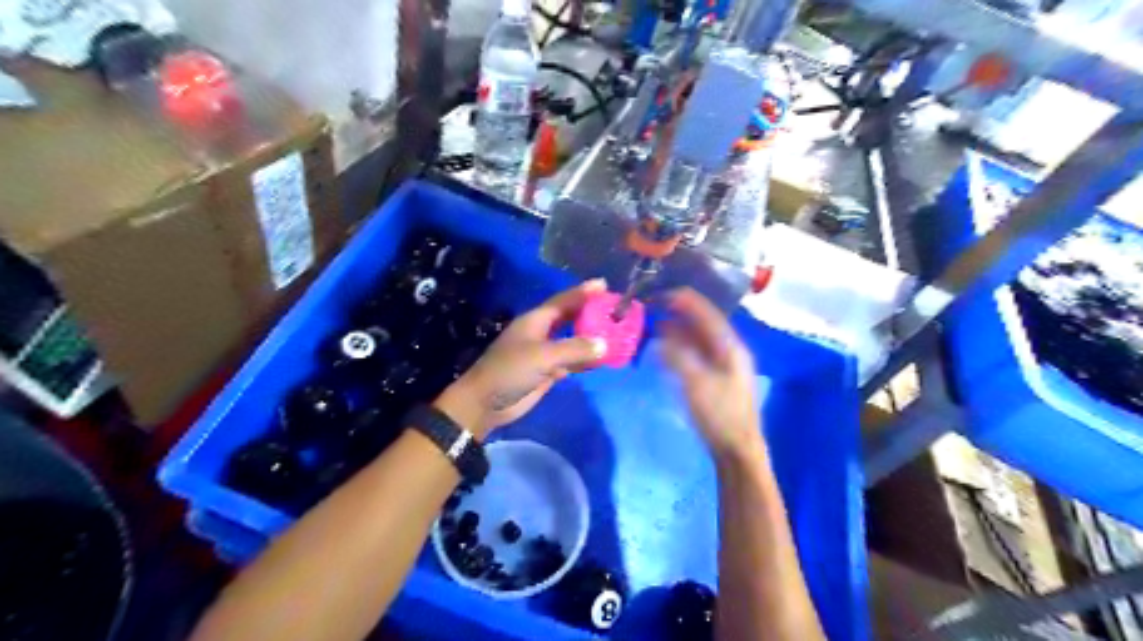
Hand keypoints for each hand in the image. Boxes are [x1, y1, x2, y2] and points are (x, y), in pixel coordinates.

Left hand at [430, 278, 605, 437]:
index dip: (582, 292)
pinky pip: (571, 361)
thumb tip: (604, 345)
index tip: (604, 284)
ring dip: (591, 337)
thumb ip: (574, 349)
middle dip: (590, 312)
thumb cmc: (510, 371)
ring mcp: (544, 353)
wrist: (486, 403)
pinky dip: (586, 359)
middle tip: (614, 308)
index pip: (563, 301)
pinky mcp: (547, 372)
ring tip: (615, 332)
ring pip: (573, 340)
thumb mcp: (542, 356)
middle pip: (569, 318)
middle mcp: (541, 333)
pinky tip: (601, 359)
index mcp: (536, 321)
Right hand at [662, 288, 765, 462]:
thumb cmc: (719, 415)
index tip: (662, 294)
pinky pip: (699, 353)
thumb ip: (678, 355)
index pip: (707, 314)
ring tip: (658, 323)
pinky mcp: (719, 378)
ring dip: (681, 329)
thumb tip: (661, 333)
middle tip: (656, 307)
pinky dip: (683, 346)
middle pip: (705, 323)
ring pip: (702, 338)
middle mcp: (731, 351)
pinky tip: (669, 348)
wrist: (737, 450)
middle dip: (681, 313)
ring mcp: (726, 365)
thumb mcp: (696, 383)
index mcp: (730, 347)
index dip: (685, 301)